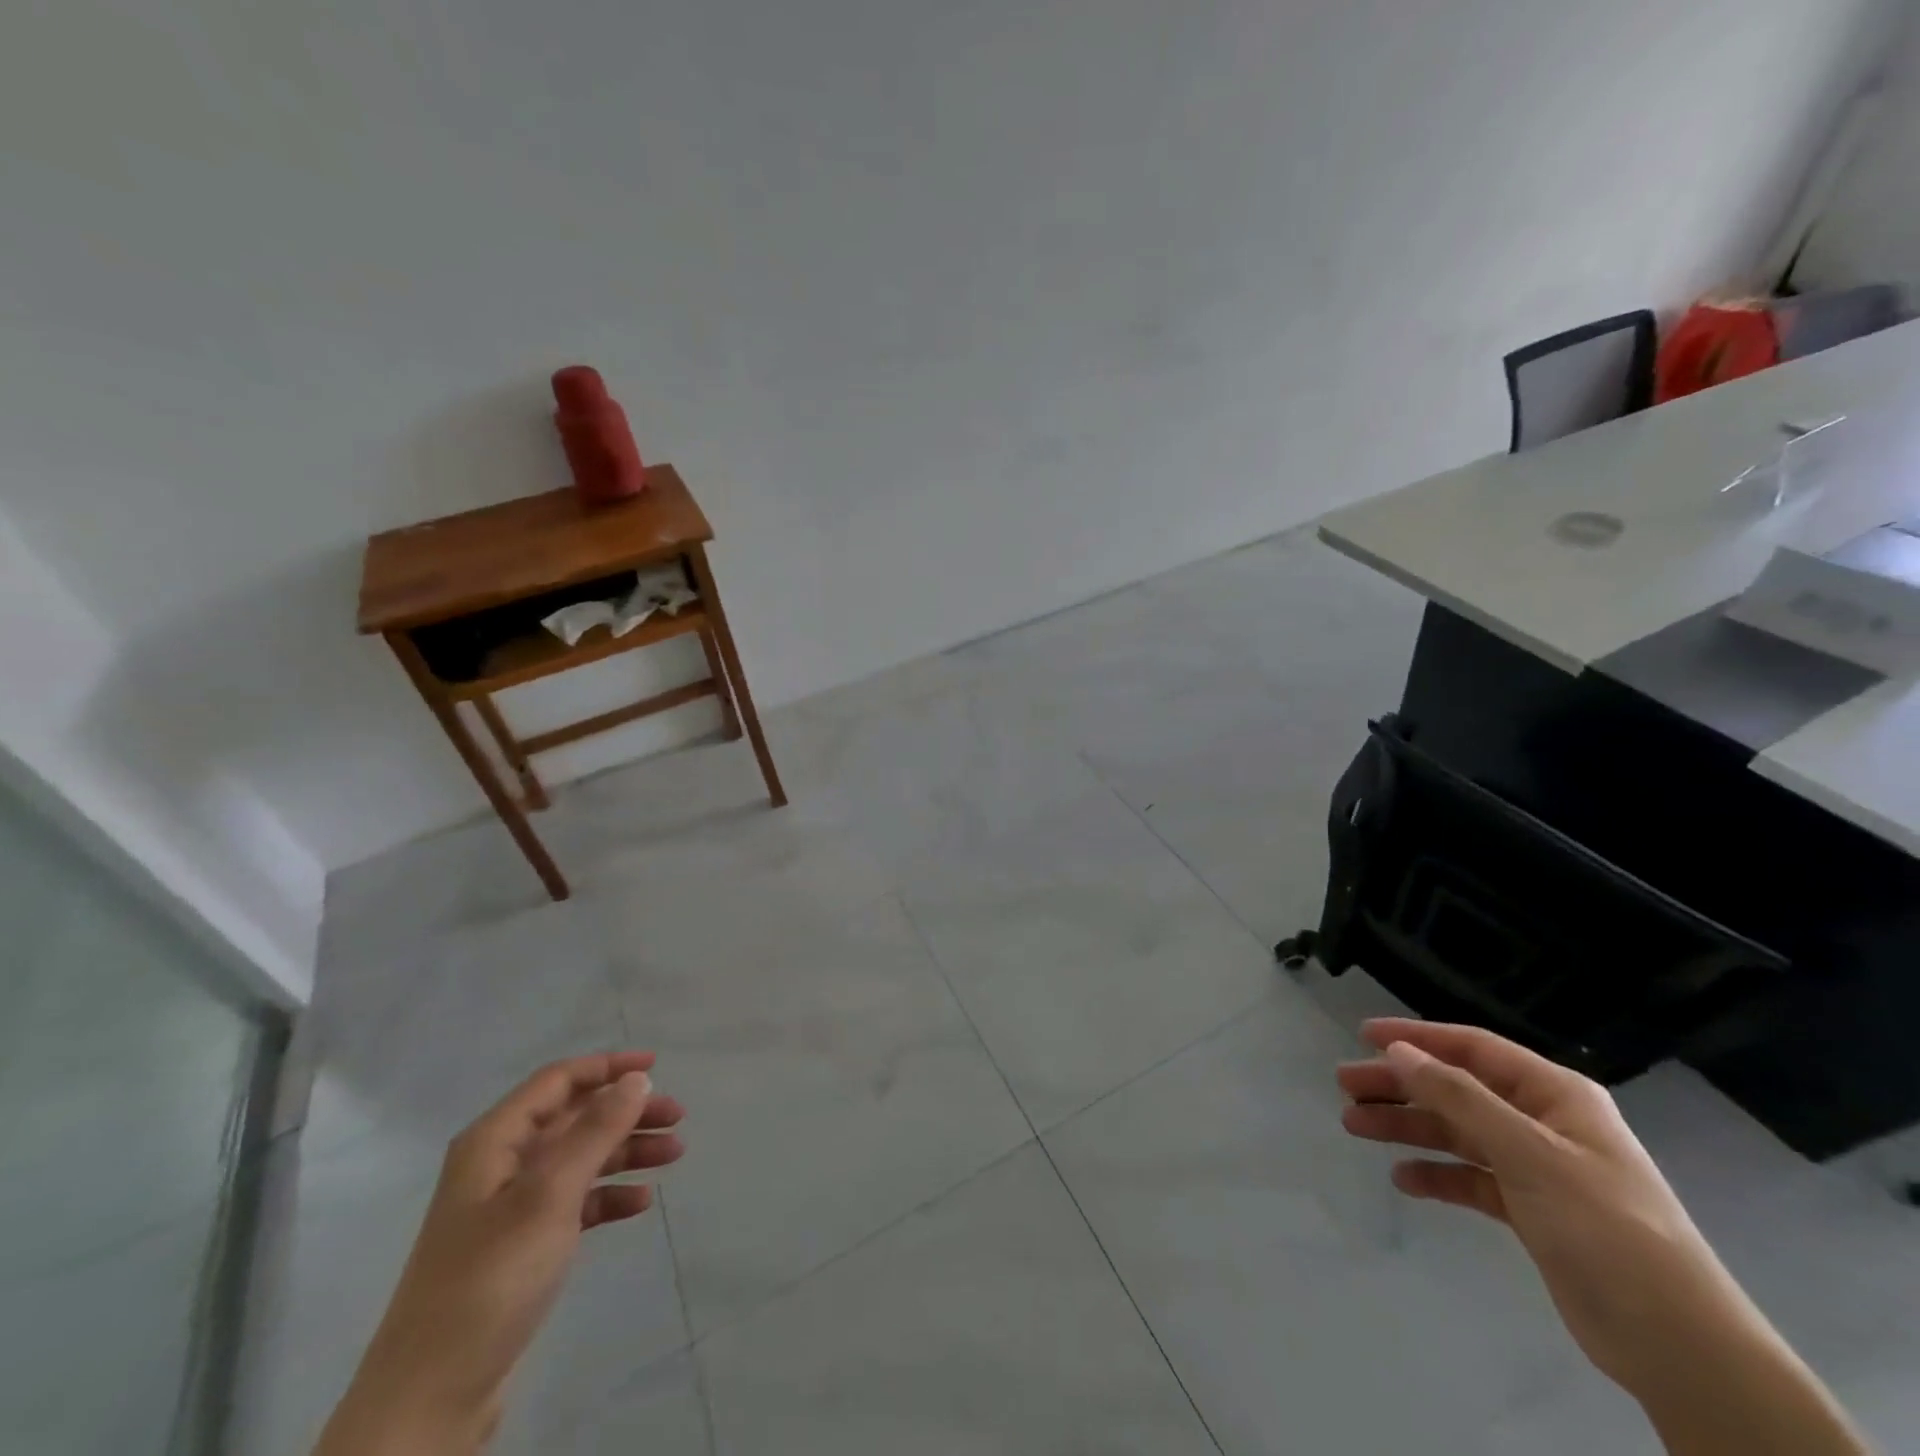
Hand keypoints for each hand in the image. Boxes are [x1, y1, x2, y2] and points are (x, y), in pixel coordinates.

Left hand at [313, 1053, 685, 1455]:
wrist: (429, 1398)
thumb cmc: (490, 1278)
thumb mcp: (549, 1195)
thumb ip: (596, 1132)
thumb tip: (636, 1079)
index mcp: (494, 1141)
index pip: (558, 1080)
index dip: (608, 1067)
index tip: (658, 1065)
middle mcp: (500, 1164)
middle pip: (574, 1118)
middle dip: (626, 1112)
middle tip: (677, 1116)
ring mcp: (509, 1207)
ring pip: (580, 1158)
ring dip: (626, 1151)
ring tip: (674, 1154)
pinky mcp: (520, 1247)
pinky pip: (575, 1202)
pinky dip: (608, 1196)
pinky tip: (640, 1203)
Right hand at [1339, 1019, 1866, 1454]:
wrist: (1680, 1346)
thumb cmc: (1605, 1228)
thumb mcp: (1528, 1154)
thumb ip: (1459, 1098)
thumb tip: (1399, 1051)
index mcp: (1555, 1095)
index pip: (1473, 1048)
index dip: (1417, 1037)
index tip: (1363, 1035)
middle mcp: (1544, 1122)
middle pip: (1457, 1089)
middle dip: (1401, 1086)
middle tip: (1346, 1087)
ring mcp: (1539, 1168)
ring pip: (1457, 1133)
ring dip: (1408, 1127)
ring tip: (1355, 1128)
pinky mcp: (1533, 1212)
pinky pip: (1471, 1178)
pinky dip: (1437, 1174)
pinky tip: (1404, 1179)